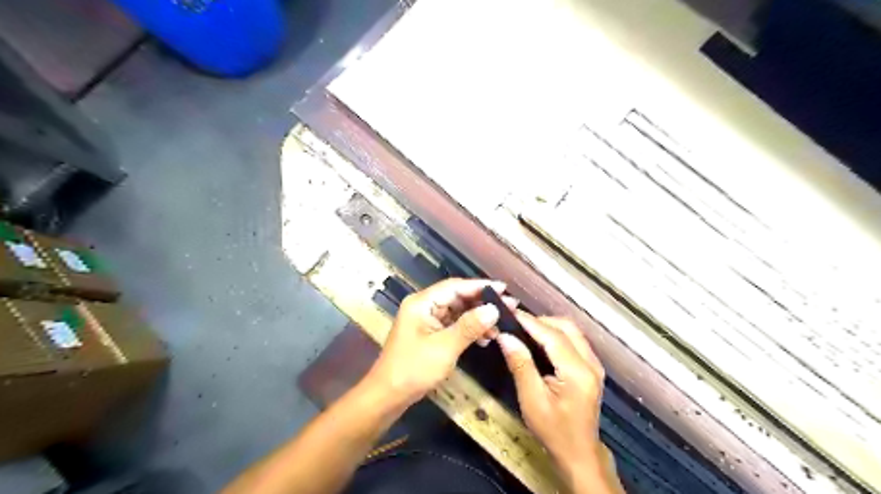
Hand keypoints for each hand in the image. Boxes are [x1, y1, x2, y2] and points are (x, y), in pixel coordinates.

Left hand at [365, 278, 517, 409]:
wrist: (388, 395)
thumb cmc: (413, 369)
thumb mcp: (445, 347)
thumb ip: (470, 326)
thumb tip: (494, 309)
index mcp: (422, 303)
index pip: (455, 287)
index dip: (480, 286)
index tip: (504, 289)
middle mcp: (423, 306)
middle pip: (457, 297)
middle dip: (482, 303)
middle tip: (509, 307)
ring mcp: (426, 320)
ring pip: (457, 312)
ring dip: (478, 318)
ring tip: (500, 326)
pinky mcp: (429, 333)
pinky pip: (453, 325)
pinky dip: (469, 329)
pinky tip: (485, 338)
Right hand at [498, 314, 609, 489]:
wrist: (579, 453)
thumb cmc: (553, 430)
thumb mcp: (532, 400)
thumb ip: (520, 365)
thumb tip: (505, 337)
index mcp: (577, 372)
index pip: (553, 336)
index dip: (530, 322)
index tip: (509, 313)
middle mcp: (591, 363)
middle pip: (567, 327)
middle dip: (540, 321)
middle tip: (515, 323)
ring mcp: (594, 364)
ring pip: (572, 331)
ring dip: (548, 326)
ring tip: (524, 330)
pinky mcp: (591, 367)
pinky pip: (574, 340)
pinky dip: (556, 335)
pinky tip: (539, 341)